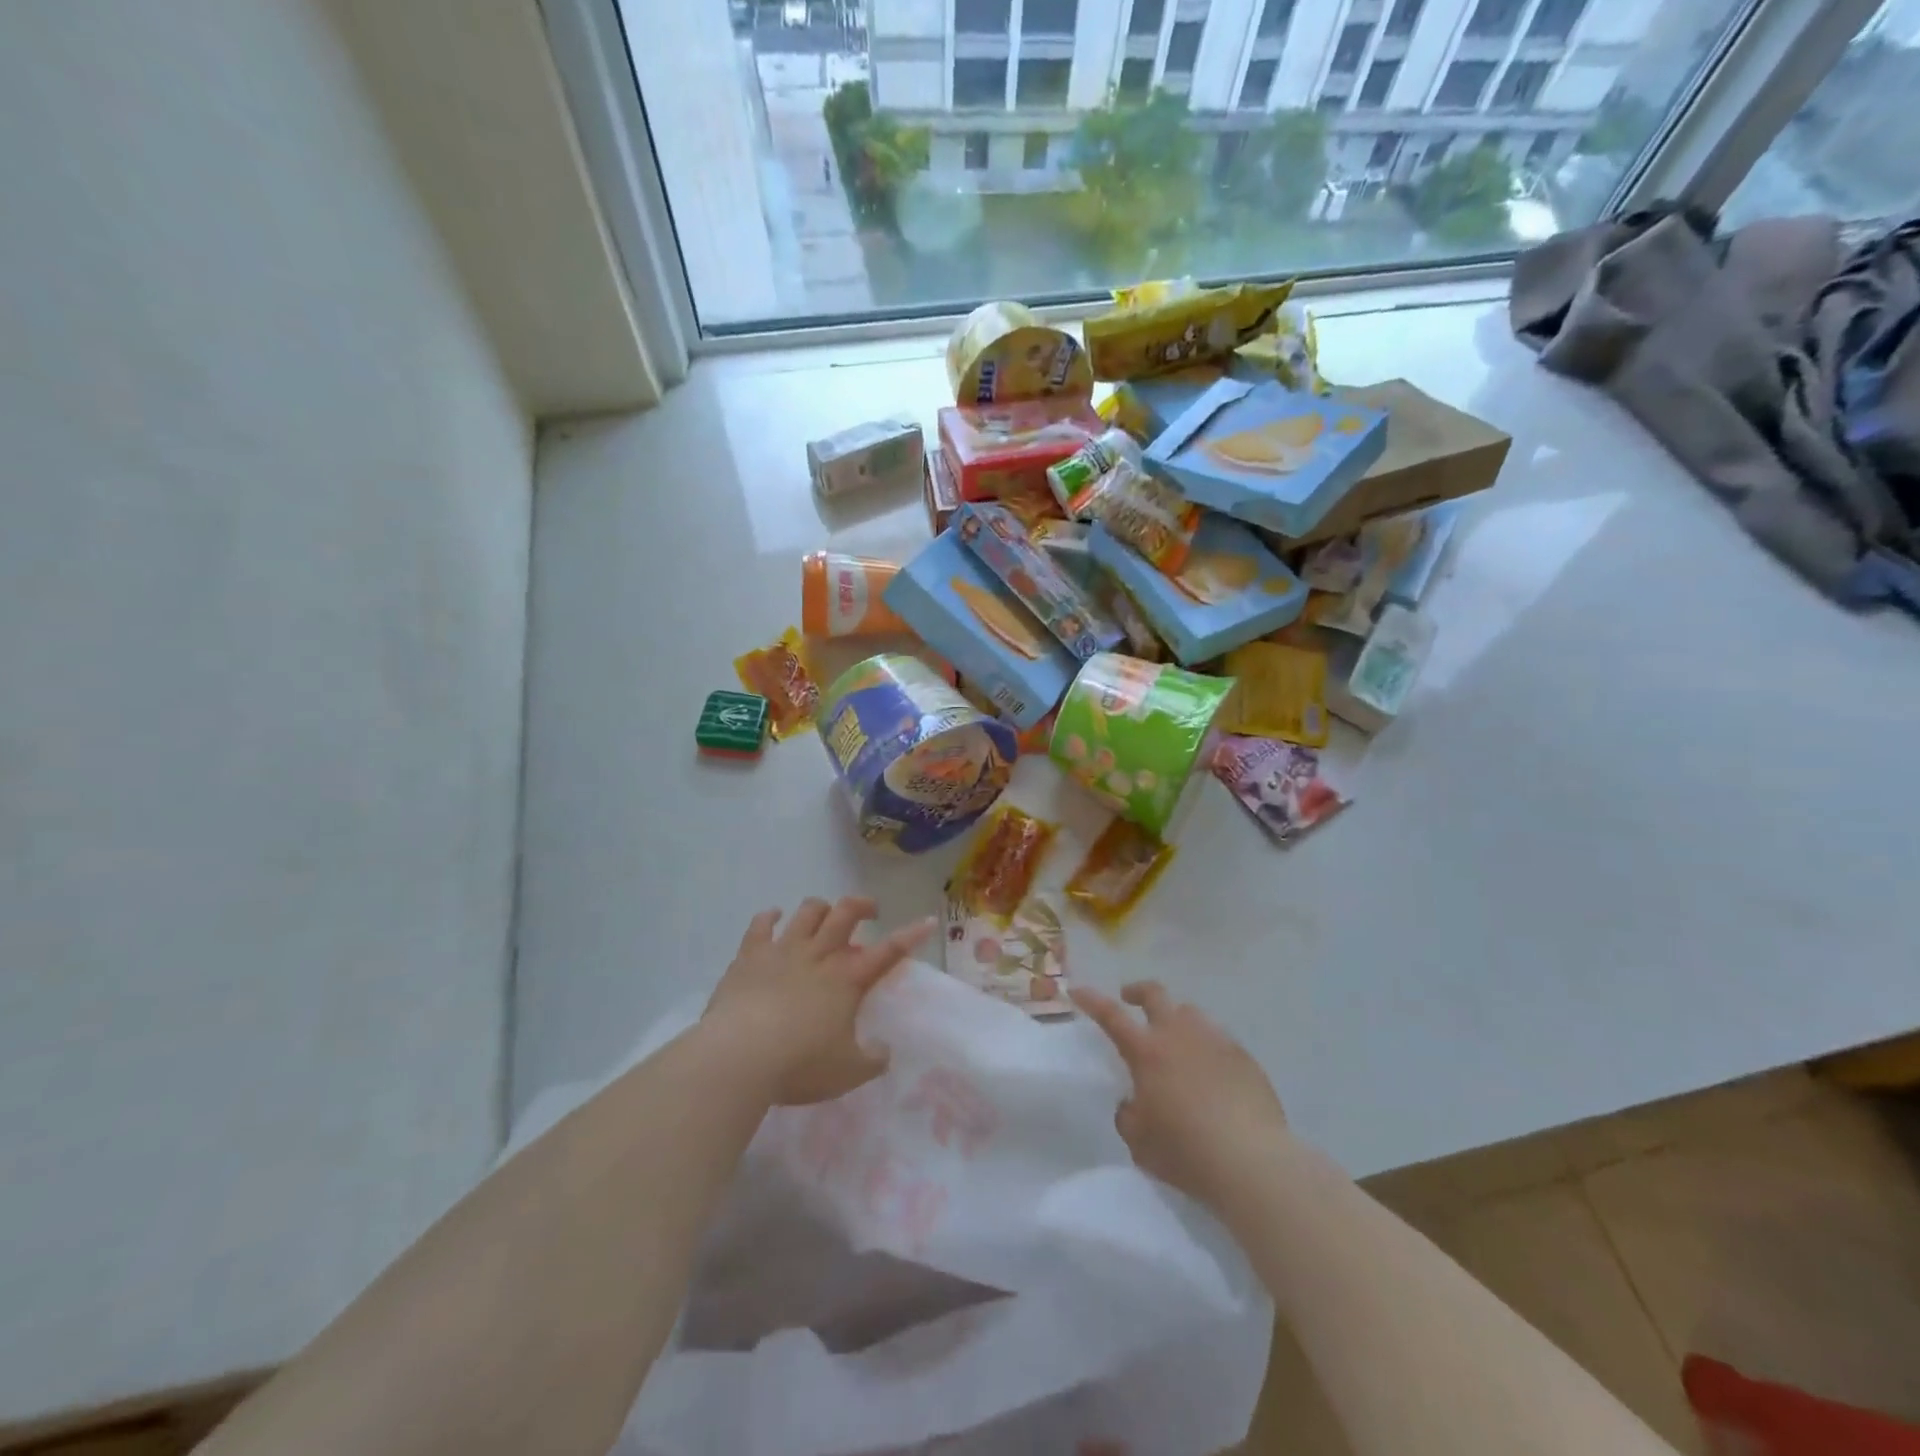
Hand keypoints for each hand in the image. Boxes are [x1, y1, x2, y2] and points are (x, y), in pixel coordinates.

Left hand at [705, 897, 934, 1105]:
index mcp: (848, 978)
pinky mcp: (750, 955)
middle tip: (870, 912)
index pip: (890, 950)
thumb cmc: (800, 1064)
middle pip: (846, 912)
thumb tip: (884, 1050)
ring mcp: (783, 950)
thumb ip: (872, 1060)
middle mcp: (819, 954)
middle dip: (862, 905)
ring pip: (808, 912)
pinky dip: (770, 917)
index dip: (912, 934)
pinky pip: (761, 924)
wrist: (739, 1056)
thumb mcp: (848, 1073)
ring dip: (821, 909)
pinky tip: (773, 917)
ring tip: (824, 917)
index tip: (928, 921)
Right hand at [1071, 981, 1287, 1210]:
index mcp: (1146, 1051)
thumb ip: (1128, 1114)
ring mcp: (1215, 1042)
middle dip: (1138, 992)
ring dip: (1176, 1019)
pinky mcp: (1244, 1058)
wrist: (1252, 1162)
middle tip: (1131, 1000)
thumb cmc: (1185, 1151)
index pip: (1110, 1015)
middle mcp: (1178, 1035)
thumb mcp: (1139, 1141)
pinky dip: (1207, 1048)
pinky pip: (1219, 1041)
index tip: (1077, 990)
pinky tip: (1212, 1074)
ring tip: (1176, 1042)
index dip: (1091, 999)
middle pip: (1155, 994)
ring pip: (1190, 1013)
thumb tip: (1133, 1101)